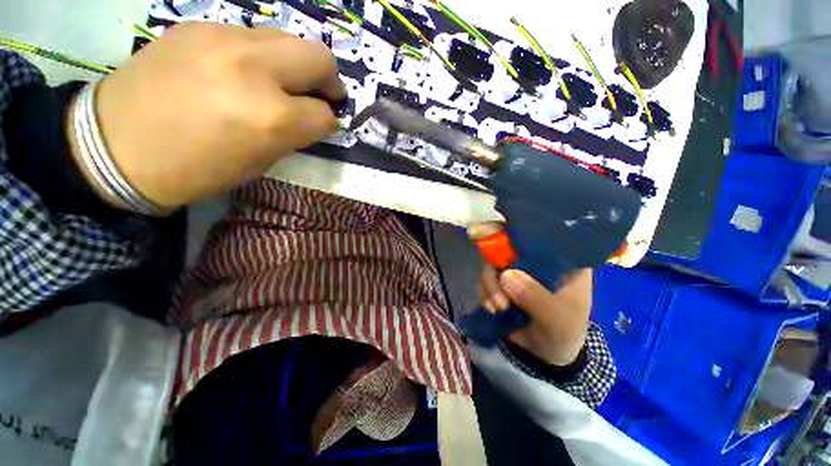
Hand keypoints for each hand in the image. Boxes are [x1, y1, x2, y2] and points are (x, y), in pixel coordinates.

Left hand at [68, 22, 344, 210]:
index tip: (324, 125)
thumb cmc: (195, 169)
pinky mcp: (199, 26)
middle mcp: (255, 70)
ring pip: (288, 39)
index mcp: (271, 117)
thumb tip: (316, 119)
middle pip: (319, 57)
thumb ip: (294, 135)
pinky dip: (261, 56)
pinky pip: (251, 36)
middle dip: (329, 80)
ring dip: (296, 64)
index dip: (329, 123)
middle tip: (322, 94)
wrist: (114, 145)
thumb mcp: (259, 162)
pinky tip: (243, 72)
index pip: (325, 114)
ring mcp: (224, 39)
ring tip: (281, 82)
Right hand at [470, 223, 591, 365]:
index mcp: (557, 257)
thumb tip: (506, 276)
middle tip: (489, 277)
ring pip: (490, 264)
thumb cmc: (565, 331)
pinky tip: (493, 309)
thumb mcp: (558, 319)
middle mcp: (532, 257)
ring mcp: (514, 269)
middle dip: (491, 261)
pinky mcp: (500, 282)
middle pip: (503, 244)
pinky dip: (485, 294)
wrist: (549, 353)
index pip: (533, 232)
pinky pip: (484, 280)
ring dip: (489, 285)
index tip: (483, 231)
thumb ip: (536, 298)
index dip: (509, 228)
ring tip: (498, 307)